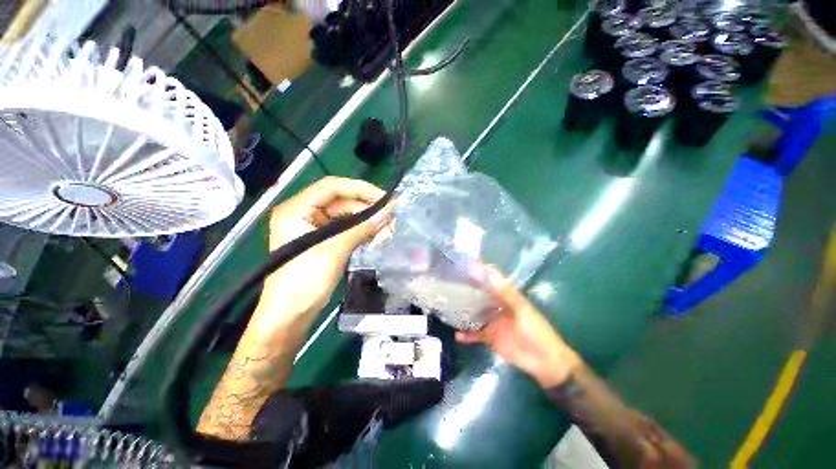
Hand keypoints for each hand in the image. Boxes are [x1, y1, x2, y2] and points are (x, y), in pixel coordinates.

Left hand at [264, 176, 391, 316]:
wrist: (290, 314)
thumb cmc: (304, 281)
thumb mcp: (334, 250)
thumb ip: (361, 229)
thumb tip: (388, 213)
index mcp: (296, 209)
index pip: (331, 187)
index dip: (359, 188)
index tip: (383, 197)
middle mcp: (304, 213)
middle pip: (339, 200)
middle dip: (365, 205)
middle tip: (389, 212)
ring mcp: (313, 227)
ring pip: (344, 214)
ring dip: (365, 217)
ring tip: (386, 222)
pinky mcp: (322, 240)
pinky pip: (344, 227)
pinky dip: (360, 228)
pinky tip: (375, 231)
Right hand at [456, 266, 580, 387]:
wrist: (545, 362)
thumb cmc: (537, 332)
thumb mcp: (522, 311)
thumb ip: (506, 293)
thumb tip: (490, 273)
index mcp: (506, 297)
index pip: (491, 280)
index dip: (481, 271)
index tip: (465, 263)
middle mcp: (496, 306)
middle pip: (479, 295)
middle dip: (467, 289)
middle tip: (449, 283)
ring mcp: (492, 322)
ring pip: (474, 313)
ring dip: (463, 310)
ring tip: (447, 306)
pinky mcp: (490, 337)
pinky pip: (475, 334)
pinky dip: (466, 335)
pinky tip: (457, 335)